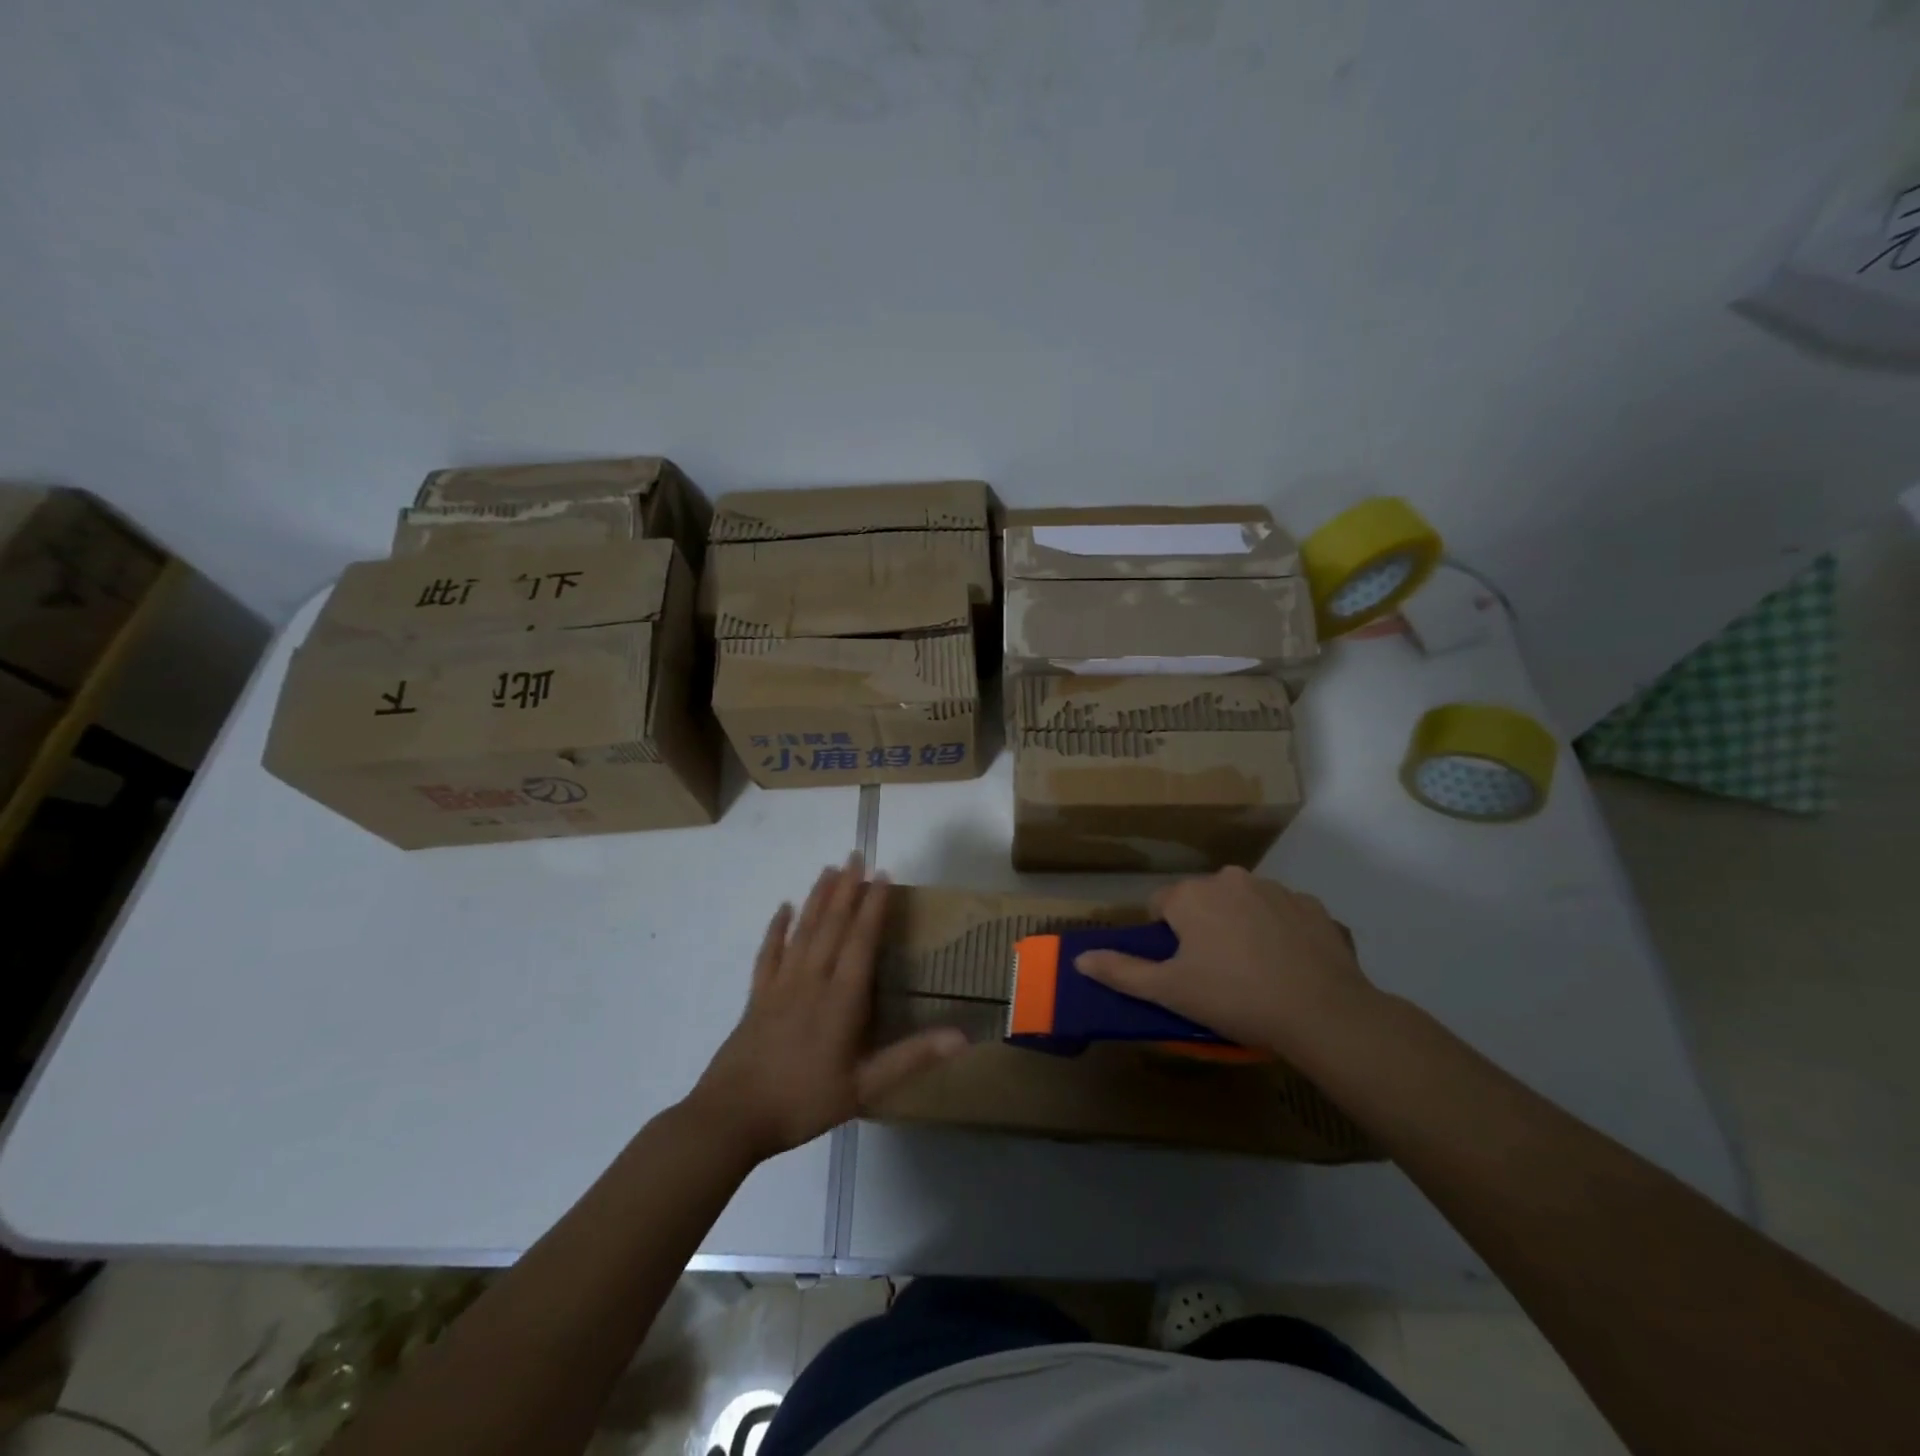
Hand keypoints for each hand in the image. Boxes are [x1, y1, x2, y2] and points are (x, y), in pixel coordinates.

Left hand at [687, 856, 966, 1161]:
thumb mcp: (865, 1087)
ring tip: (828, 869)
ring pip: (803, 931)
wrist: (732, 1117)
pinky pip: (768, 953)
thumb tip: (962, 1037)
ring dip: (817, 898)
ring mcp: (780, 985)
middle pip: (831, 925)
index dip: (874, 906)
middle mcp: (812, 980)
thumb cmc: (803, 1101)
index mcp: (841, 999)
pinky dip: (776, 928)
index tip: (883, 874)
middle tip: (856, 855)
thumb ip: (912, 1058)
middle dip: (846, 889)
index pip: (861, 940)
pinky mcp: (757, 997)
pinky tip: (783, 908)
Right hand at [1074, 867, 1375, 1054]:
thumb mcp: (1169, 991)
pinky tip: (1289, 966)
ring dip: (1241, 926)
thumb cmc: (1234, 998)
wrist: (1322, 1012)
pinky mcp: (1312, 905)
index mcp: (1191, 895)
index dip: (1166, 938)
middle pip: (1202, 901)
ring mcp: (1275, 889)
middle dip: (1203, 929)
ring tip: (1255, 973)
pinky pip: (1283, 914)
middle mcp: (1229, 879)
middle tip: (1215, 974)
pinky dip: (1280, 932)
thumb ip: (1121, 971)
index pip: (1160, 905)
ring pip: (1243, 904)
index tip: (1182, 969)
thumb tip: (1079, 959)